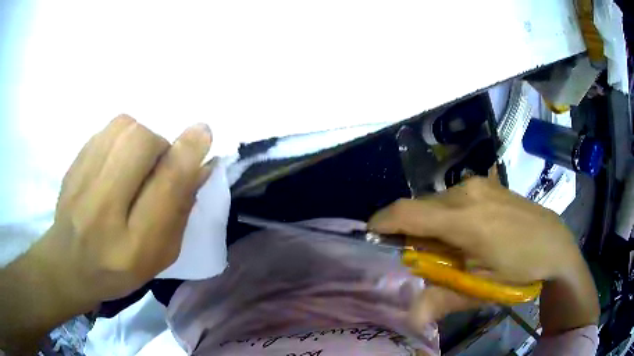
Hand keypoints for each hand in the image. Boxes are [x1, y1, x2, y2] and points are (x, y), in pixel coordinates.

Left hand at [45, 115, 212, 306]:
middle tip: (155, 167)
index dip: (187, 153)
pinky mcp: (72, 164)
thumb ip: (180, 211)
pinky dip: (120, 138)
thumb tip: (201, 165)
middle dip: (159, 145)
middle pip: (140, 141)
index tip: (203, 134)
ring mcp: (81, 182)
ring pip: (123, 127)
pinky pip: (106, 130)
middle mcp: (102, 209)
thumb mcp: (159, 255)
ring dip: (139, 138)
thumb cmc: (119, 269)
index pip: (165, 186)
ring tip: (134, 163)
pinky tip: (114, 163)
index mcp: (133, 244)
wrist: (69, 264)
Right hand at [368, 177, 597, 333]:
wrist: (555, 243)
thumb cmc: (519, 268)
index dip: (380, 224)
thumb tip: (409, 317)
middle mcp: (465, 191)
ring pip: (435, 203)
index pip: (405, 213)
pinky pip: (452, 199)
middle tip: (416, 259)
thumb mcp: (480, 288)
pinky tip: (463, 235)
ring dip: (429, 225)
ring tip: (444, 249)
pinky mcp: (485, 183)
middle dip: (408, 232)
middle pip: (418, 208)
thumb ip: (441, 299)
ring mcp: (477, 183)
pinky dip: (445, 217)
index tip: (369, 239)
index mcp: (463, 218)